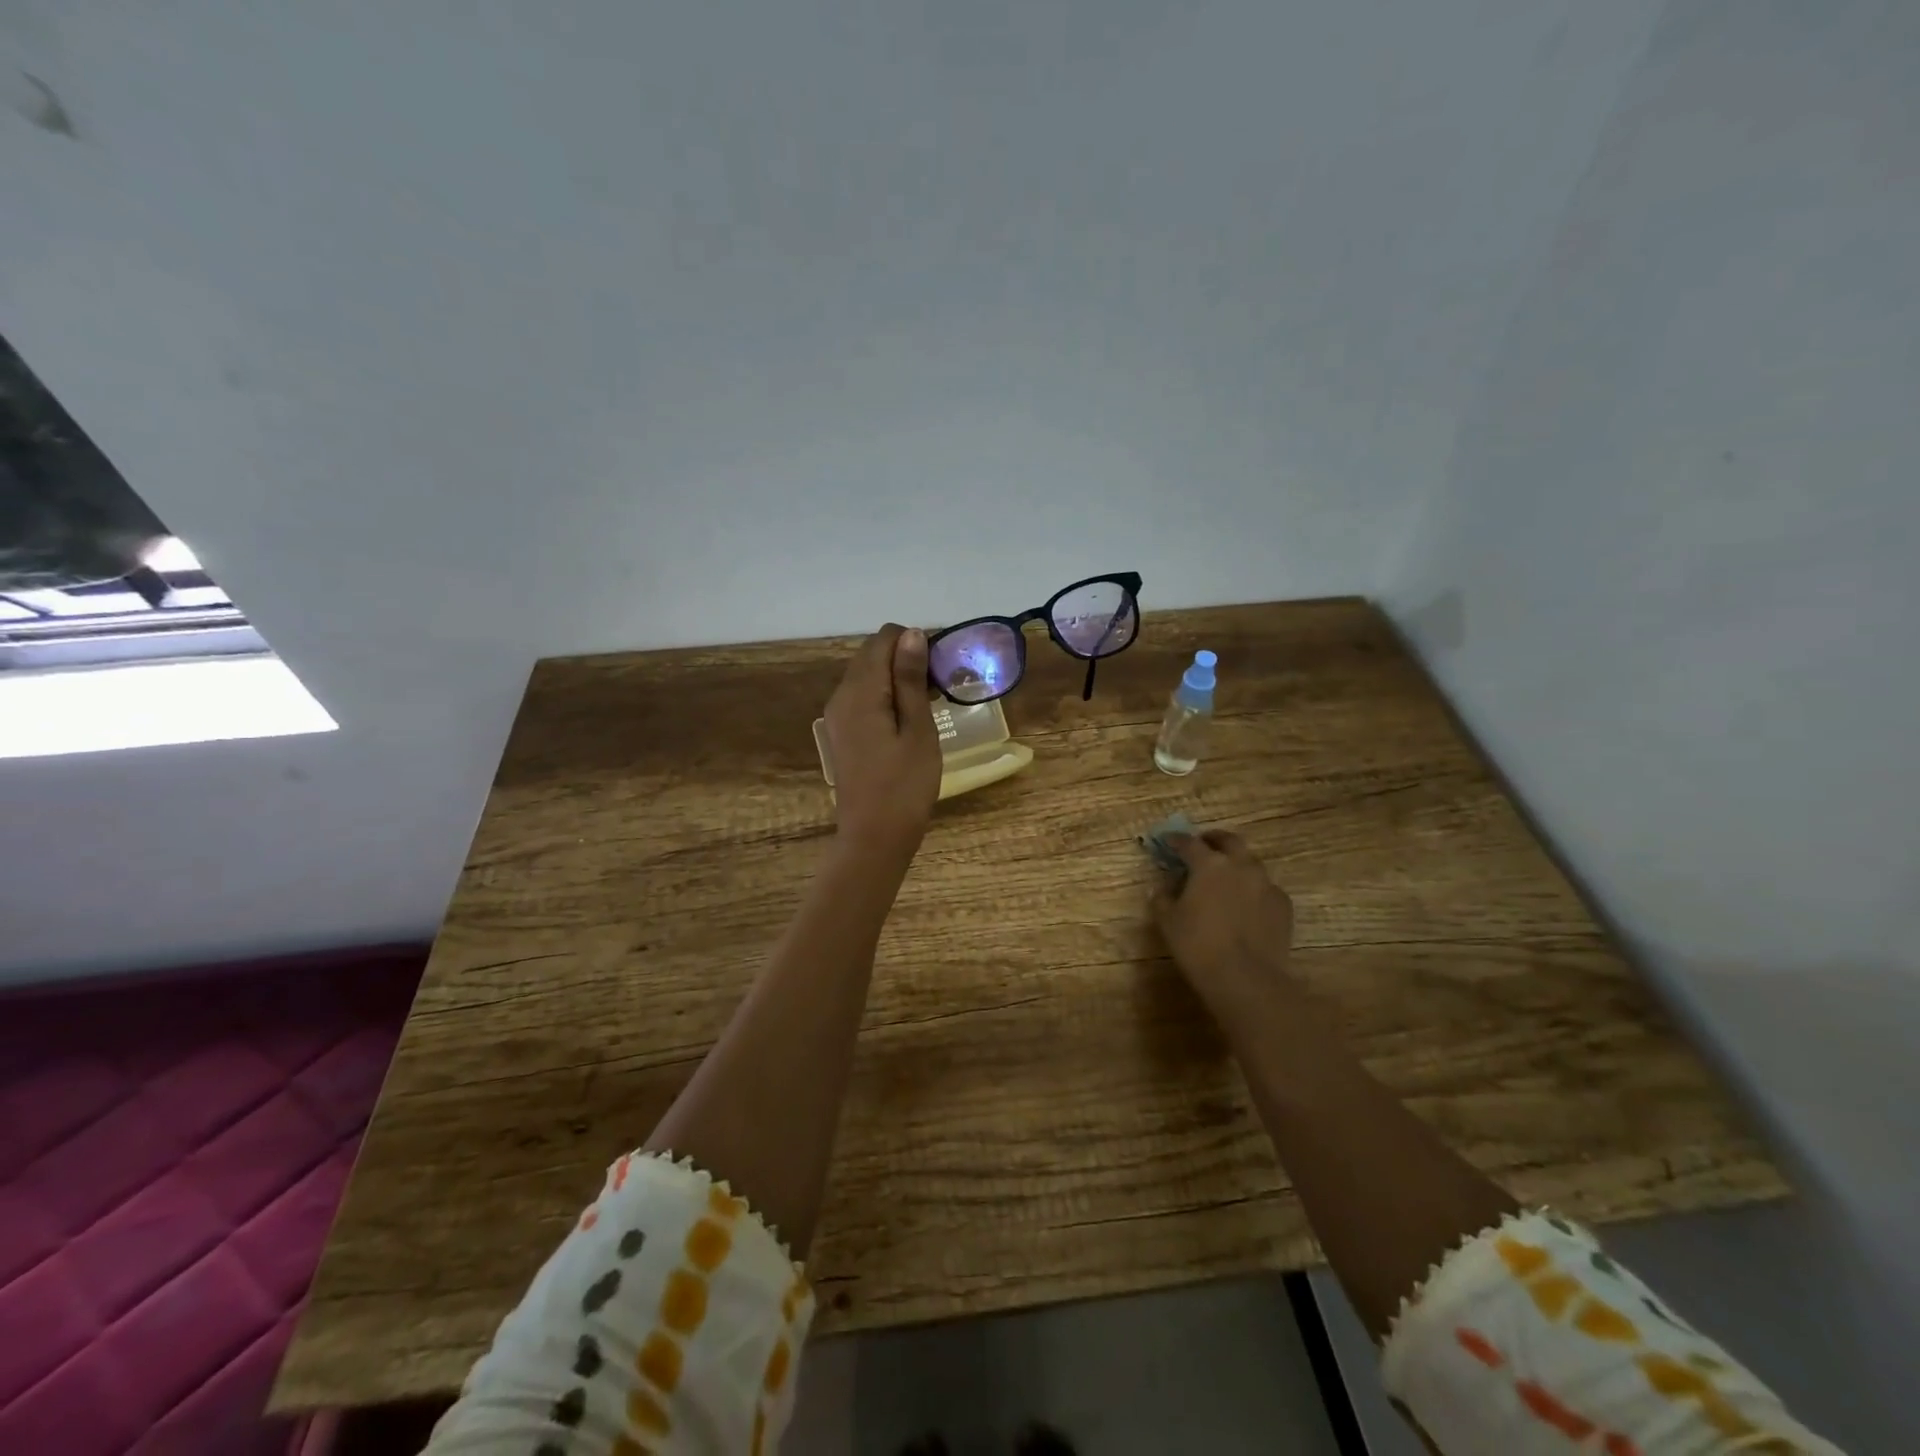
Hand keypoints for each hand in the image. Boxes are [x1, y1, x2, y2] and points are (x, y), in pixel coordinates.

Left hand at [824, 624, 941, 858]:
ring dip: (897, 677)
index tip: (942, 666)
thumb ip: (911, 679)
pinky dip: (886, 696)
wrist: (874, 838)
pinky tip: (909, 719)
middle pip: (872, 655)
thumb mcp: (917, 729)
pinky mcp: (841, 733)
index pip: (884, 639)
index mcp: (861, 691)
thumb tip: (912, 634)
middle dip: (906, 657)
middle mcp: (841, 696)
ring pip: (867, 676)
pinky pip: (863, 698)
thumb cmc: (905, 786)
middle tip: (940, 685)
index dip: (915, 642)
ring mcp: (837, 716)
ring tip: (929, 701)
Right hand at [1152, 830, 1296, 1012]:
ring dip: (1236, 864)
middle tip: (1203, 846)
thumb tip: (1162, 888)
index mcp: (1209, 865)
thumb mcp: (1168, 922)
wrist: (1246, 979)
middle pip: (1229, 841)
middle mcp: (1240, 866)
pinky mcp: (1283, 905)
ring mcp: (1266, 884)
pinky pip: (1266, 888)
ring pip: (1251, 863)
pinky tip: (1246, 905)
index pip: (1189, 843)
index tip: (1168, 841)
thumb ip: (1162, 898)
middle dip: (1214, 840)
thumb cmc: (1198, 946)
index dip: (1176, 840)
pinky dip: (1254, 889)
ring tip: (1225, 878)